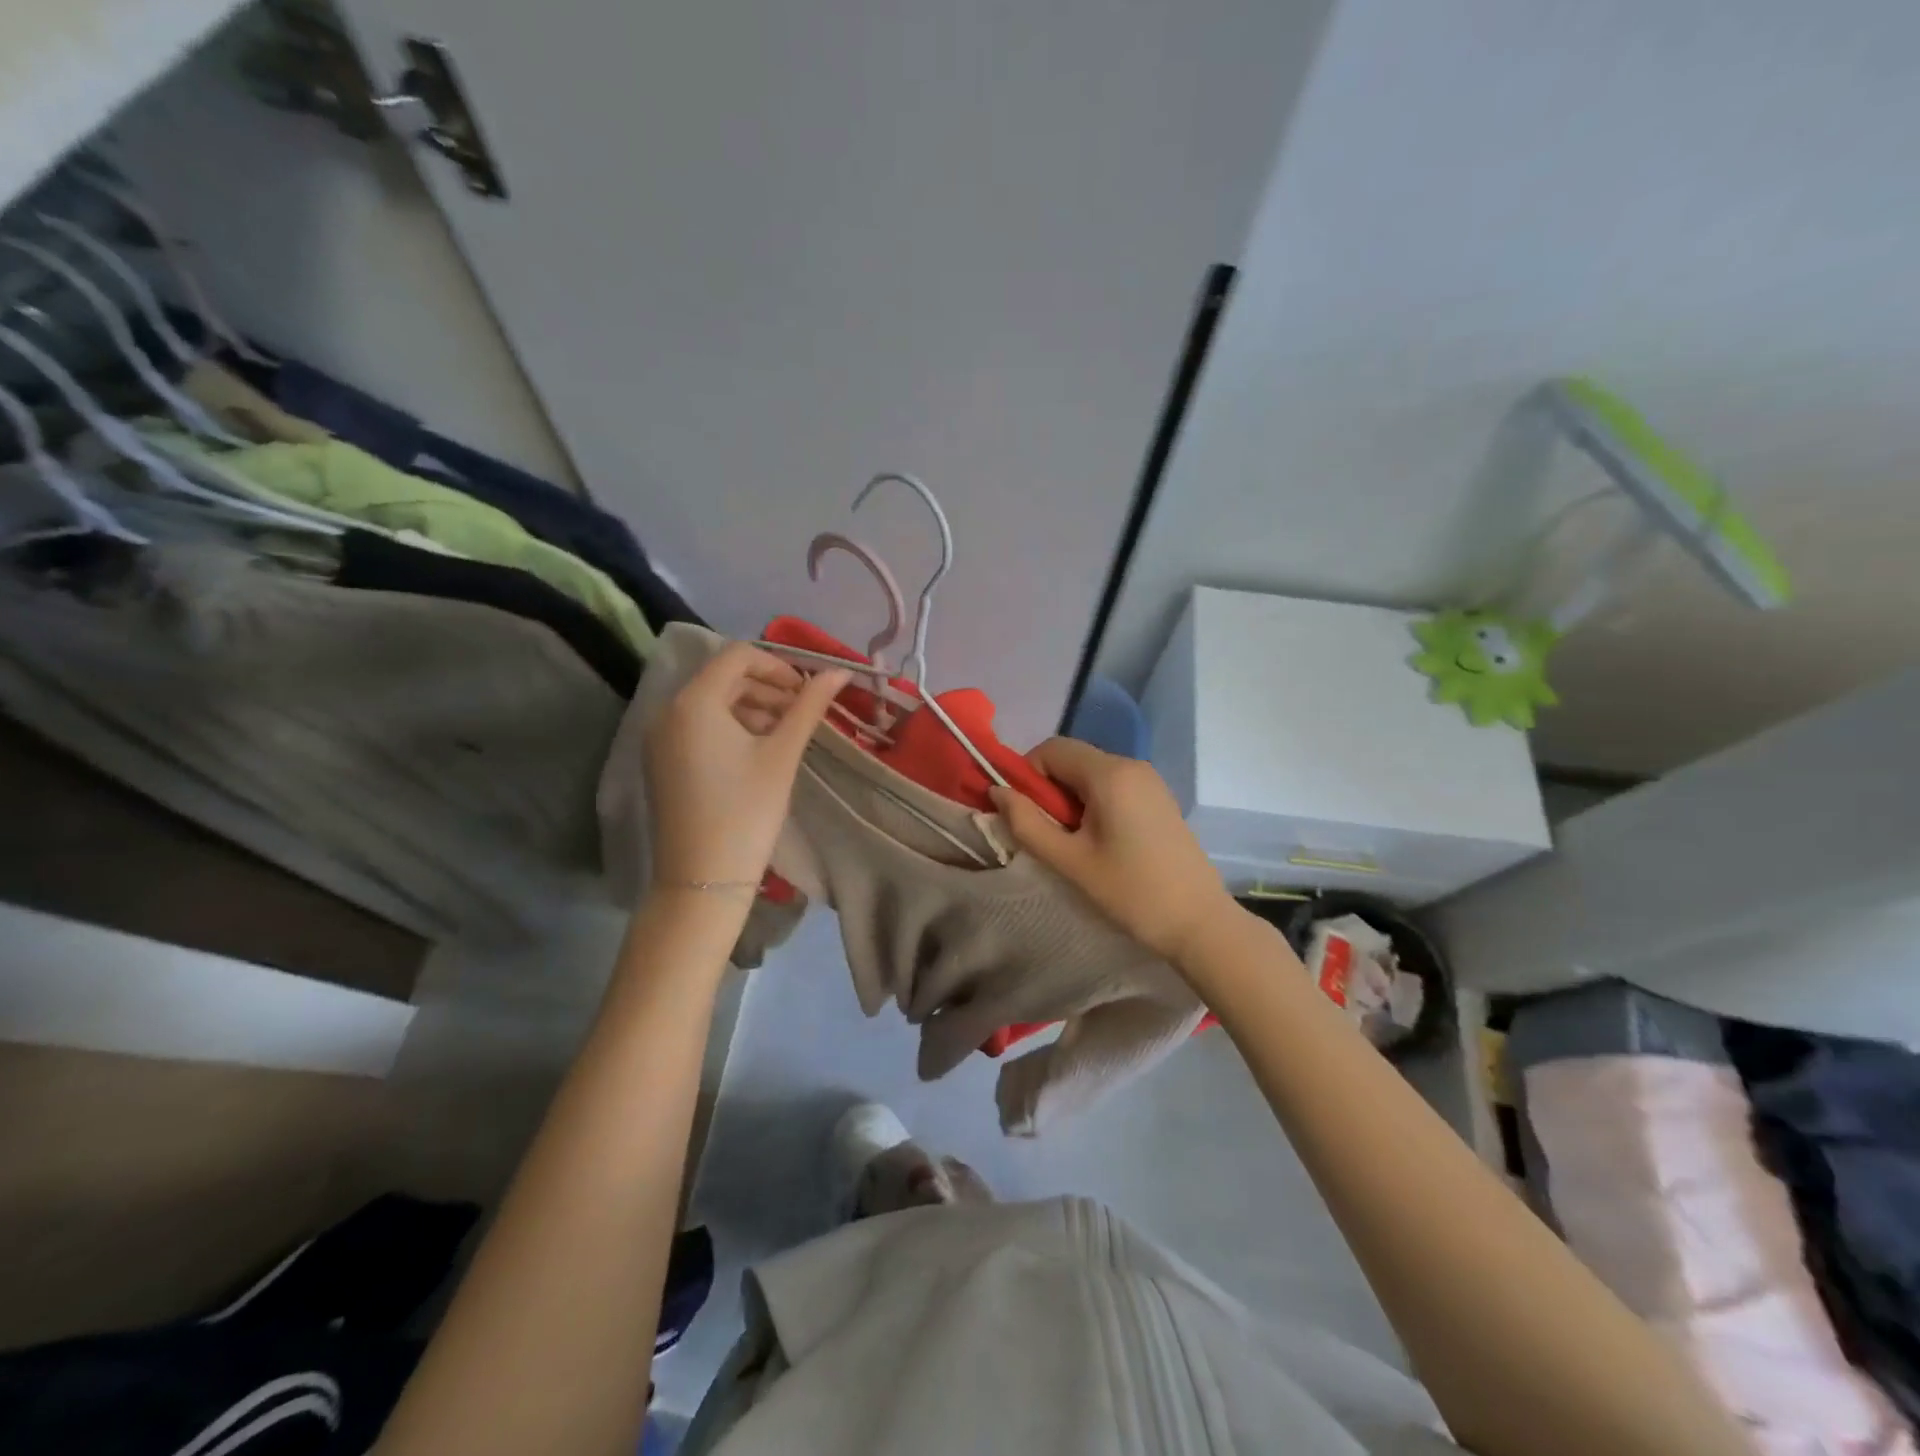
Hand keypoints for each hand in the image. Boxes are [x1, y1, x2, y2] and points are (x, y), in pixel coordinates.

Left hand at [643, 644, 847, 890]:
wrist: (702, 880)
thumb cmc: (746, 811)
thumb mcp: (782, 754)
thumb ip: (809, 706)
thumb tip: (840, 672)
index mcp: (693, 702)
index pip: (738, 655)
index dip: (778, 666)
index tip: (807, 691)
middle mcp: (667, 712)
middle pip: (722, 678)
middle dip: (766, 687)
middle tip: (801, 712)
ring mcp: (660, 739)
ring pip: (710, 703)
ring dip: (751, 707)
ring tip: (784, 734)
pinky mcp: (661, 762)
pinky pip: (697, 727)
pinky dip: (729, 727)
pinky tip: (757, 752)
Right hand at [989, 738, 1233, 967]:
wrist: (1199, 923)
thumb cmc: (1131, 892)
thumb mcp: (1070, 861)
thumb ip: (1027, 823)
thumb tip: (996, 792)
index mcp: (1110, 774)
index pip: (1051, 749)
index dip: (1027, 774)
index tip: (1024, 814)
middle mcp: (1131, 765)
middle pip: (1072, 759)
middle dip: (1049, 789)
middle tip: (1048, 834)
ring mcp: (1150, 780)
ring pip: (1091, 773)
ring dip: (1070, 798)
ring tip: (1074, 843)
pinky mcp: (1159, 798)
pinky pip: (1113, 786)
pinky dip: (1094, 803)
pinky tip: (1100, 842)